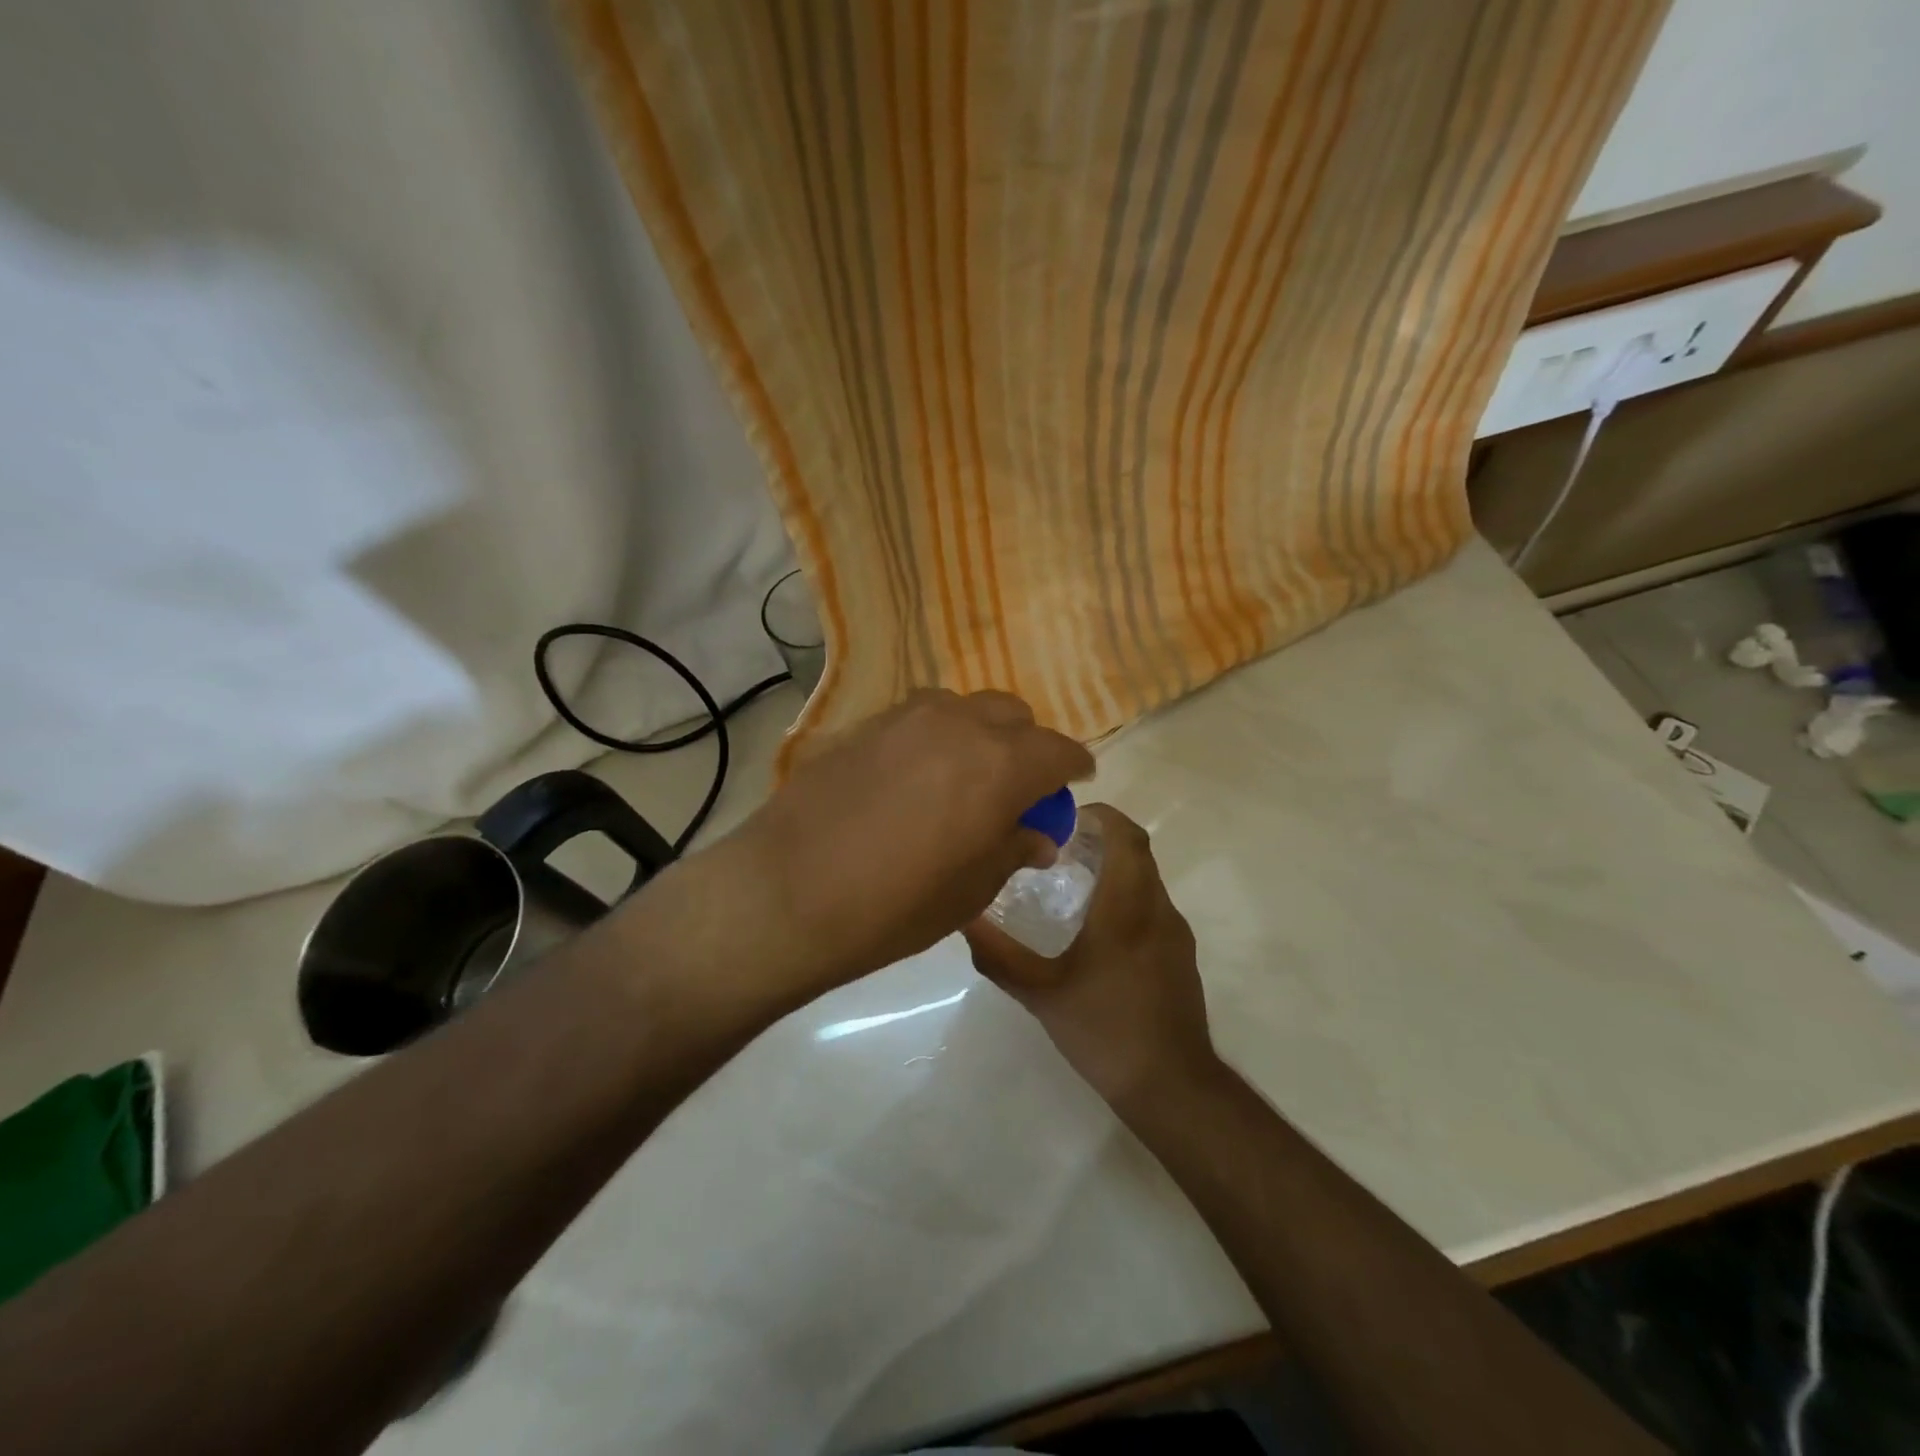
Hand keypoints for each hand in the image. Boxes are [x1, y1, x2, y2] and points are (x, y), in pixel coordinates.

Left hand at [716, 689, 1093, 994]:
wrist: (787, 894)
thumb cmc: (894, 906)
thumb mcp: (971, 890)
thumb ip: (1013, 849)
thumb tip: (1037, 835)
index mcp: (1000, 765)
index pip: (1058, 751)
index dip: (1073, 767)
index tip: (1074, 782)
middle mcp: (959, 725)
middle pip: (1013, 715)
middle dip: (1027, 745)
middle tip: (1016, 786)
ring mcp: (906, 718)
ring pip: (964, 707)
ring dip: (979, 733)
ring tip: (964, 775)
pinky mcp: (864, 725)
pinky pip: (919, 717)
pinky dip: (936, 735)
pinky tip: (916, 774)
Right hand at [963, 804, 1216, 1106]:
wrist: (1171, 1086)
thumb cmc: (1103, 1031)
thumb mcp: (1040, 994)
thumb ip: (998, 956)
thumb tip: (964, 920)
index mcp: (1126, 909)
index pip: (1126, 837)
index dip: (1101, 816)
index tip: (1066, 817)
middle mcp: (1157, 910)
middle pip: (1137, 852)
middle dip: (1102, 838)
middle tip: (1058, 847)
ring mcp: (1175, 933)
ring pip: (1147, 879)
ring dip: (1115, 867)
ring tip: (1071, 882)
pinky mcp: (1180, 955)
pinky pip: (1153, 906)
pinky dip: (1127, 896)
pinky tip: (1096, 928)